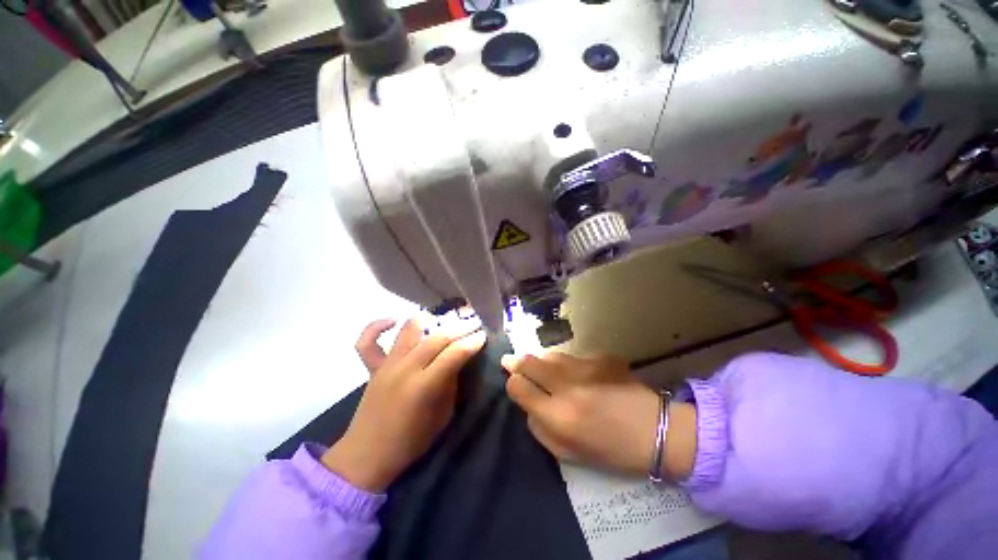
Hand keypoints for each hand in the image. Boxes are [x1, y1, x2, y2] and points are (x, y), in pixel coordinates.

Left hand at [322, 318, 486, 491]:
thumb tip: (457, 361)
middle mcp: (405, 369)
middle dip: (460, 328)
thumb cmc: (411, 442)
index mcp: (424, 386)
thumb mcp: (443, 416)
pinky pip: (367, 341)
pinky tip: (393, 321)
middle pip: (437, 338)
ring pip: (409, 330)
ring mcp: (387, 365)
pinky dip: (378, 326)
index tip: (484, 335)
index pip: (454, 354)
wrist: (367, 456)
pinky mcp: (373, 367)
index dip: (472, 342)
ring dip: (429, 320)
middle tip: (473, 325)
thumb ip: (451, 384)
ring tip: (443, 321)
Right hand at [502, 352, 696, 479]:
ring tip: (540, 367)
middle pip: (529, 362)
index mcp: (558, 416)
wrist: (657, 432)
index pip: (518, 387)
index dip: (512, 384)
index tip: (514, 384)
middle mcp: (568, 387)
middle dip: (516, 362)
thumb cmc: (612, 451)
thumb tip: (528, 404)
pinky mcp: (601, 357)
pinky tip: (577, 373)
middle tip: (511, 362)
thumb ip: (540, 428)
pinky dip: (567, 364)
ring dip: (540, 360)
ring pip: (549, 355)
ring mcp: (586, 367)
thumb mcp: (568, 454)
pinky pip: (573, 357)